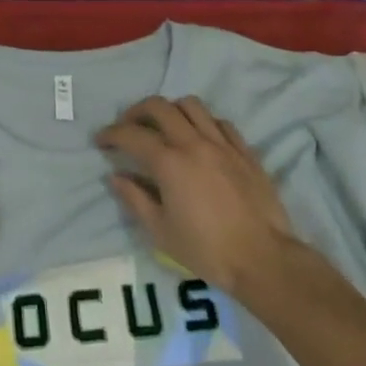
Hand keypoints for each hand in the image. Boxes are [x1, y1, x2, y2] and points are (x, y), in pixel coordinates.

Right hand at [96, 95, 303, 295]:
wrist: (264, 259)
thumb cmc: (207, 250)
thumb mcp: (161, 232)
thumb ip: (135, 199)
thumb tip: (115, 177)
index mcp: (169, 162)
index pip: (132, 135)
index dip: (111, 133)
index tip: (101, 140)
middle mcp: (194, 143)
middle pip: (160, 107)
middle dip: (137, 111)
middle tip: (128, 127)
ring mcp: (223, 144)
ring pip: (192, 105)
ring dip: (171, 110)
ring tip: (164, 126)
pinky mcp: (245, 152)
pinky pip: (220, 122)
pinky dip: (203, 122)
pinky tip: (200, 138)